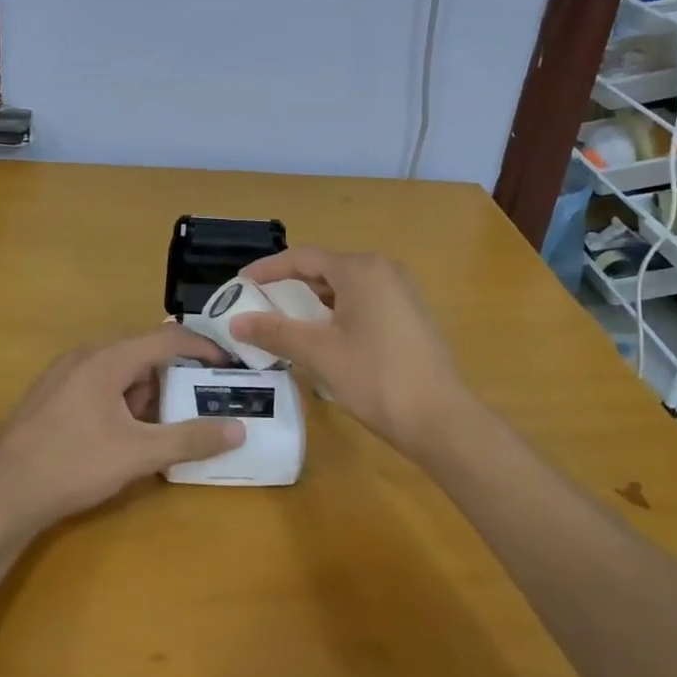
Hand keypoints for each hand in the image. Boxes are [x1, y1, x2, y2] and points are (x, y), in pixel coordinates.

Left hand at [0, 324, 245, 531]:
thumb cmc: (72, 465)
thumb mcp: (138, 455)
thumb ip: (190, 439)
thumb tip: (238, 430)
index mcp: (108, 359)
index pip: (168, 338)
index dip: (203, 348)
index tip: (228, 367)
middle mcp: (85, 356)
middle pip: (143, 355)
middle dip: (172, 380)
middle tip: (192, 410)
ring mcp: (63, 375)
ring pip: (120, 373)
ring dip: (145, 396)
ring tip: (154, 434)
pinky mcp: (50, 396)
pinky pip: (98, 386)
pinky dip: (121, 403)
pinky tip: (119, 439)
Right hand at [234, 248, 468, 462]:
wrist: (441, 420)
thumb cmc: (376, 378)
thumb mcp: (320, 353)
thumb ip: (276, 332)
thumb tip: (235, 322)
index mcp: (361, 269)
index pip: (303, 257)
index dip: (268, 269)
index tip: (239, 284)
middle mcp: (384, 270)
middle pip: (325, 268)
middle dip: (289, 286)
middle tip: (257, 305)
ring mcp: (401, 292)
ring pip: (344, 287)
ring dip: (312, 302)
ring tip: (282, 322)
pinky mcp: (409, 314)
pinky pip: (363, 302)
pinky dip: (336, 313)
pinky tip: (321, 337)